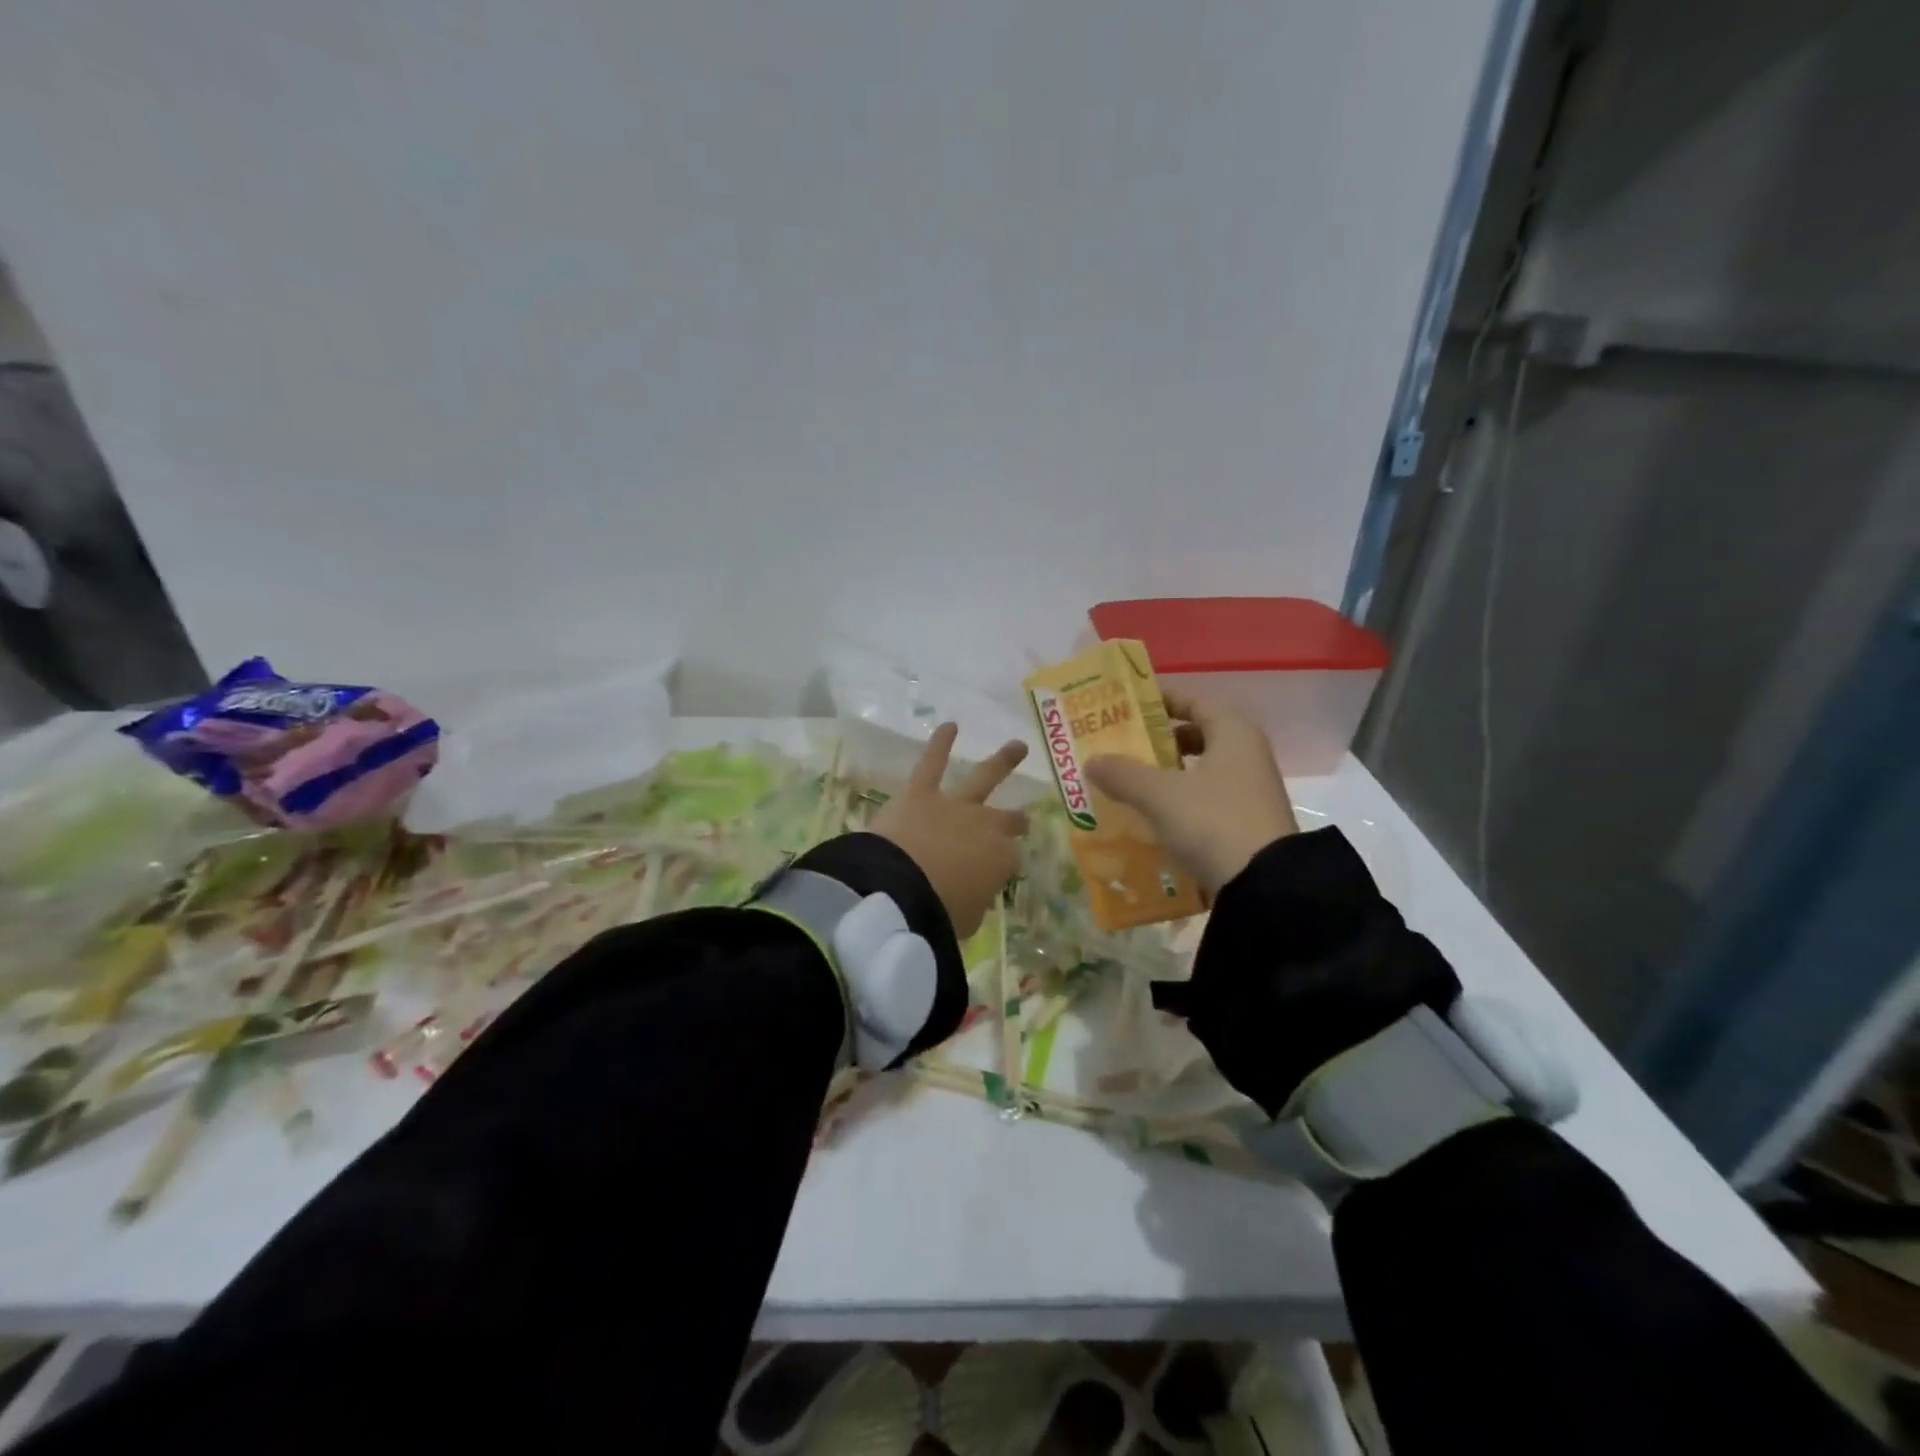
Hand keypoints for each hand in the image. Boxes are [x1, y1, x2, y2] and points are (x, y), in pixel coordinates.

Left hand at [870, 723, 1028, 937]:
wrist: (899, 891)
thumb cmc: (938, 914)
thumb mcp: (967, 921)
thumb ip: (973, 904)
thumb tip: (970, 897)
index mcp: (1000, 860)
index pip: (1009, 860)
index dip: (1002, 868)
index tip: (993, 878)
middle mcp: (984, 826)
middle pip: (1006, 820)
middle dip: (1015, 820)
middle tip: (1022, 820)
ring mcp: (955, 805)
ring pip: (983, 778)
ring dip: (1002, 762)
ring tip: (1017, 746)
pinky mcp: (921, 792)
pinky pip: (932, 763)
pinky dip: (940, 743)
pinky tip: (949, 725)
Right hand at [1084, 693, 1296, 894]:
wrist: (1265, 887)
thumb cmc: (1213, 822)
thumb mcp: (1159, 795)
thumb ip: (1123, 774)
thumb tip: (1091, 761)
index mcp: (1233, 733)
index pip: (1193, 701)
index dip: (1159, 701)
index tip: (1126, 707)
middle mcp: (1247, 755)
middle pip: (1196, 736)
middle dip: (1157, 741)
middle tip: (1120, 748)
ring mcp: (1249, 791)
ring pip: (1199, 770)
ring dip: (1166, 774)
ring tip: (1128, 783)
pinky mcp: (1246, 823)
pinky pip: (1205, 799)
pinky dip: (1179, 801)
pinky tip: (1151, 816)